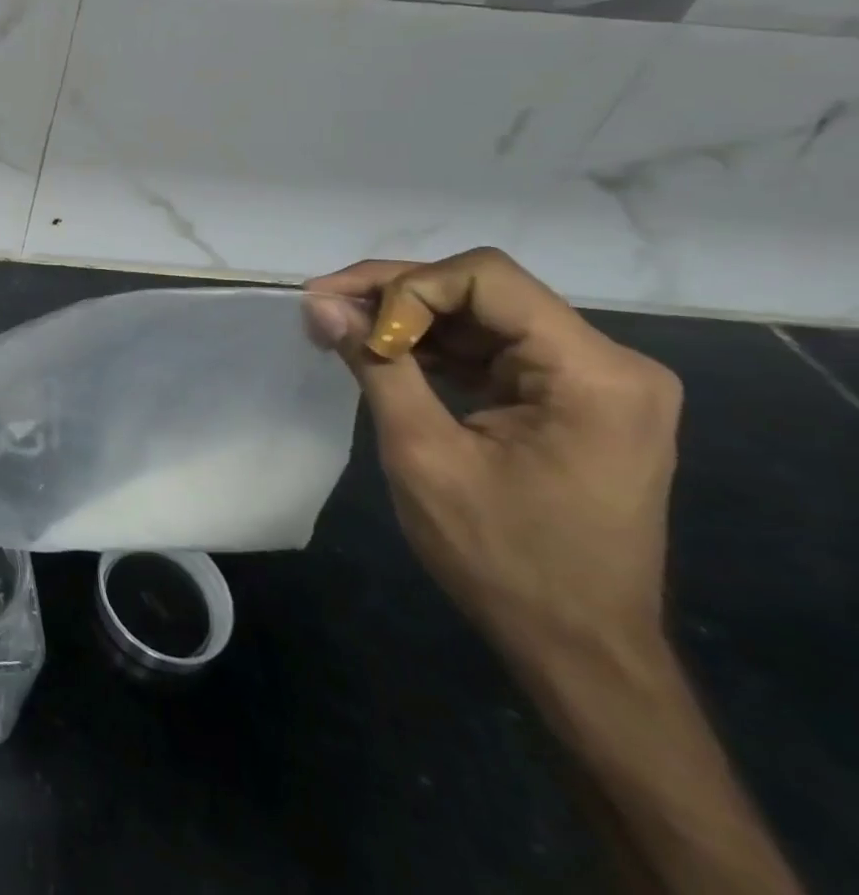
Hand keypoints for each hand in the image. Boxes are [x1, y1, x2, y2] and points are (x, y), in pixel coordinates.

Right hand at [305, 248, 682, 672]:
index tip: (352, 325)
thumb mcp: (425, 455)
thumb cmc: (504, 558)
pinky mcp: (571, 400)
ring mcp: (594, 382)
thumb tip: (320, 304)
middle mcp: (608, 363)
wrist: (579, 650)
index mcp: (594, 373)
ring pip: (482, 314)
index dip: (406, 287)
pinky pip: (492, 349)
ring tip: (341, 329)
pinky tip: (384, 356)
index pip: (486, 278)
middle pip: (483, 290)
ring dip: (408, 318)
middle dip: (397, 294)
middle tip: (323, 308)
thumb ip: (376, 365)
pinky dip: (433, 347)